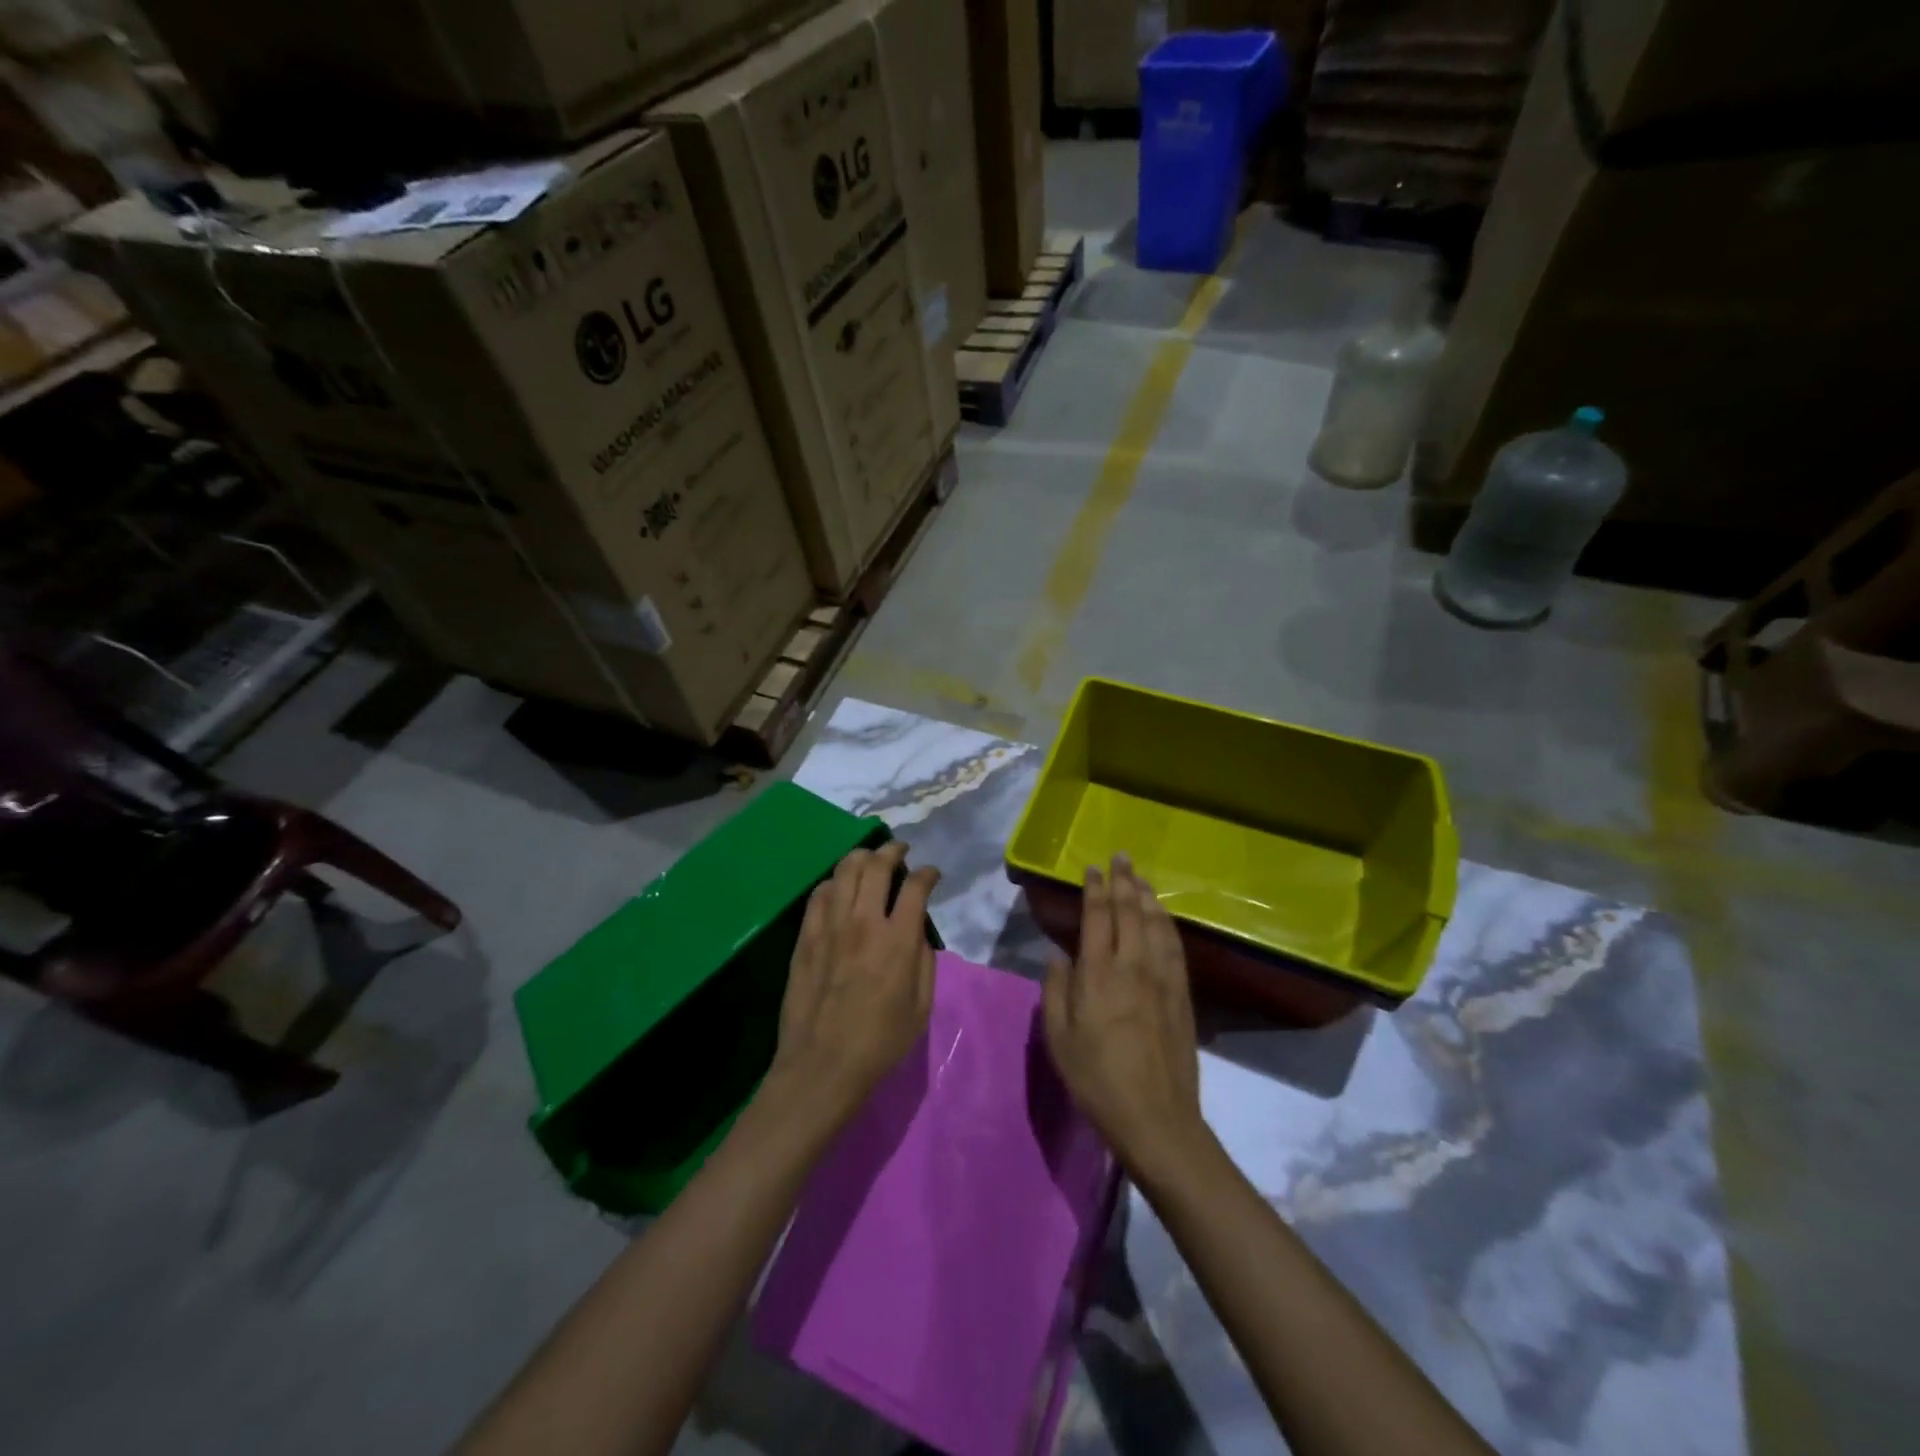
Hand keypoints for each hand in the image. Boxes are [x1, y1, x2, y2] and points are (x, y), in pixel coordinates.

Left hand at [763, 840, 940, 1131]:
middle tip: (900, 852)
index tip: (931, 874)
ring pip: (844, 870)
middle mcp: (863, 921)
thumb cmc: (880, 1042)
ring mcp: (830, 925)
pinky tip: (840, 889)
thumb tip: (916, 930)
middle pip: (876, 865)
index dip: (927, 873)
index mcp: (897, 940)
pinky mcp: (805, 936)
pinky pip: (819, 893)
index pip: (915, 886)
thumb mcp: (921, 1006)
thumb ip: (923, 960)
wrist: (822, 1066)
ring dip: (862, 857)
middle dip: (893, 850)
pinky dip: (834, 882)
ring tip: (870, 860)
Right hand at [1044, 855, 1204, 1175]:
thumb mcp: (1059, 1038)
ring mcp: (1163, 979)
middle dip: (1123, 881)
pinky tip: (1163, 916)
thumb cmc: (1096, 1080)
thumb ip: (1055, 990)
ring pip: (1156, 924)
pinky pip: (1175, 947)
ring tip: (1140, 876)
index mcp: (1098, 974)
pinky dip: (1167, 923)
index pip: (1097, 917)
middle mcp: (1133, 966)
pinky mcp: (1182, 995)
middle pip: (1130, 912)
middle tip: (1121, 856)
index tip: (1092, 868)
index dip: (1095, 889)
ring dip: (1147, 895)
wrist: (1156, 1118)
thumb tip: (1058, 954)